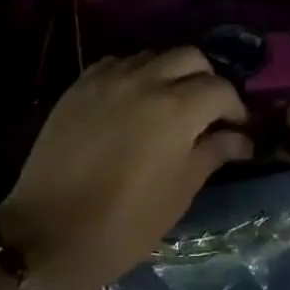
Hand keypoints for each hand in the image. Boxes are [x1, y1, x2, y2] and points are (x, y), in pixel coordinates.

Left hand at [0, 50, 251, 289]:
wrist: (48, 233)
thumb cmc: (124, 224)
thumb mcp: (179, 192)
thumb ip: (211, 153)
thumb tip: (240, 138)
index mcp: (177, 108)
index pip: (220, 88)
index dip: (235, 108)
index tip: (236, 130)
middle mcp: (145, 79)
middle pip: (189, 56)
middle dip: (206, 79)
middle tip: (206, 112)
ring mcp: (109, 77)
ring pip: (152, 55)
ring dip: (169, 73)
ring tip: (167, 106)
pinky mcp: (80, 84)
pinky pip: (117, 64)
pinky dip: (134, 75)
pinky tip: (131, 103)